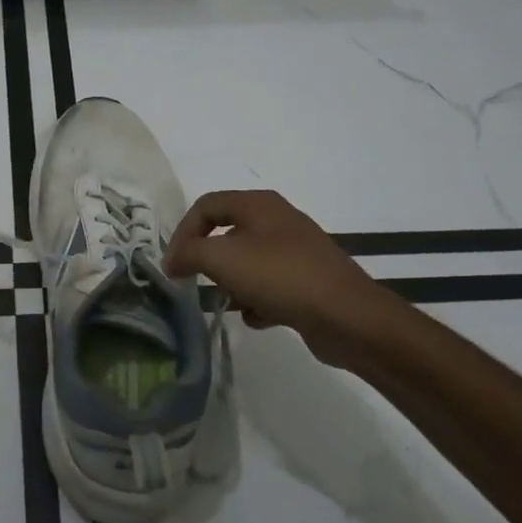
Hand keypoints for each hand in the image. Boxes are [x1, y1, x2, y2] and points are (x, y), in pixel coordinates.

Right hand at [164, 190, 409, 369]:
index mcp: (258, 204)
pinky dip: (258, 301)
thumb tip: (173, 260)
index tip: (172, 266)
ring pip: (249, 262)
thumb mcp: (223, 258)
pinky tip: (256, 318)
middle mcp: (277, 221)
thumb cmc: (280, 276)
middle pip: (227, 233)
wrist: (348, 316)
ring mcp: (296, 252)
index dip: (182, 232)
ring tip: (227, 303)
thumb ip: (190, 253)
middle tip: (195, 283)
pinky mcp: (307, 281)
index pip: (206, 205)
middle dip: (208, 259)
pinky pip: (271, 286)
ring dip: (232, 283)